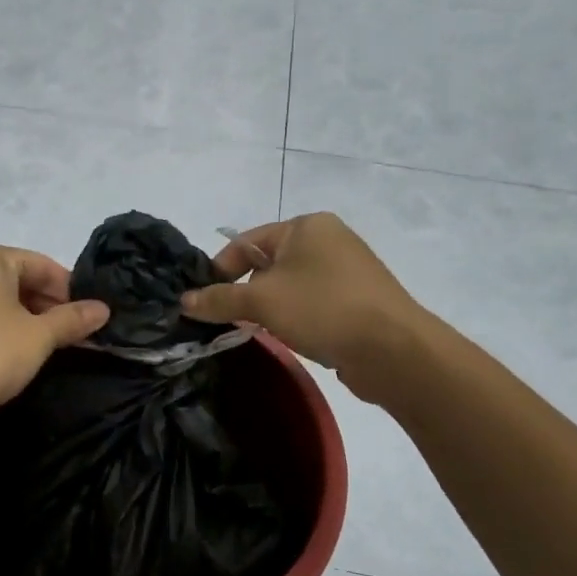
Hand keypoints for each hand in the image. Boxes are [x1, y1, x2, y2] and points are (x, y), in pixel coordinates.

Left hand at [0, 243, 109, 420]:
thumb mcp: (39, 337)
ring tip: (20, 352)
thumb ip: (72, 319)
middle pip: (3, 282)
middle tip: (57, 337)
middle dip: (33, 306)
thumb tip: (103, 309)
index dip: (66, 290)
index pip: (37, 265)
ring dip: (0, 320)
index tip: (83, 317)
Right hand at [180, 214, 420, 402]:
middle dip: (245, 292)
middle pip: (267, 264)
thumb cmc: (322, 309)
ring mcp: (346, 270)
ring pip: (289, 286)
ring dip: (270, 308)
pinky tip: (292, 337)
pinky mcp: (357, 299)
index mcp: (306, 226)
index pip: (247, 242)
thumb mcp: (261, 301)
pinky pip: (312, 302)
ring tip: (261, 331)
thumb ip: (219, 299)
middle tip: (229, 320)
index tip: (204, 301)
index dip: (220, 270)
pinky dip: (295, 317)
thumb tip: (184, 301)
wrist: (392, 349)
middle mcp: (328, 240)